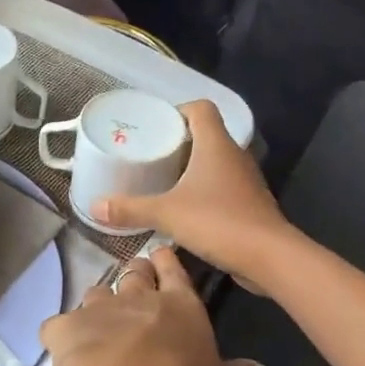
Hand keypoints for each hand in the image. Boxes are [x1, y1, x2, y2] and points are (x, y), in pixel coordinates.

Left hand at [40, 246, 267, 365]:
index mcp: (180, 305)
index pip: (175, 272)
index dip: (168, 262)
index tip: (162, 251)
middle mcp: (137, 298)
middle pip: (135, 274)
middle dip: (136, 272)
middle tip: (137, 275)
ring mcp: (98, 309)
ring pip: (97, 292)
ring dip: (100, 300)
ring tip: (101, 312)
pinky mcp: (64, 328)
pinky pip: (59, 324)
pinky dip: (62, 331)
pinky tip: (63, 342)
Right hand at [90, 99, 291, 284]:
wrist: (269, 257)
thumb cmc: (217, 221)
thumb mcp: (166, 213)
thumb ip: (130, 208)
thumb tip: (95, 206)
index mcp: (215, 144)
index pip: (201, 108)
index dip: (179, 111)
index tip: (157, 127)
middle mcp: (233, 155)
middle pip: (207, 134)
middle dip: (179, 142)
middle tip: (152, 155)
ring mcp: (245, 180)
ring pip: (216, 162)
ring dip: (193, 168)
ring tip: (164, 181)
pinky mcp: (250, 204)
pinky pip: (224, 186)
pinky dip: (205, 191)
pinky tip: (186, 209)